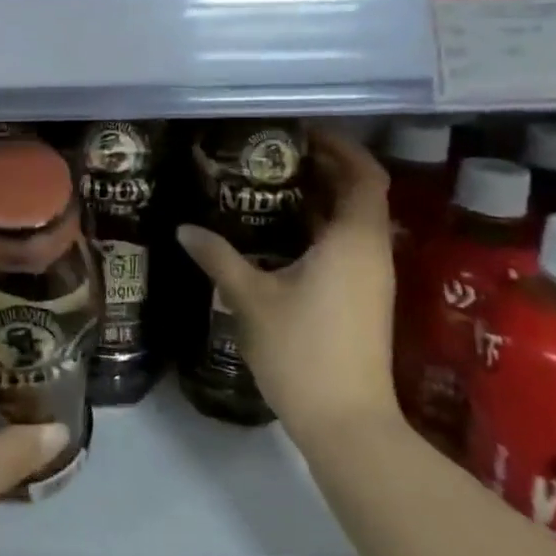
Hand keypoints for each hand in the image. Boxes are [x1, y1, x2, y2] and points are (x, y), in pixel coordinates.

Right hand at [177, 129, 397, 441]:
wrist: (346, 424)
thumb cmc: (301, 350)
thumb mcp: (250, 298)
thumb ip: (219, 257)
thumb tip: (184, 229)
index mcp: (353, 241)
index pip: (363, 175)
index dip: (340, 146)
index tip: (301, 131)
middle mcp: (371, 252)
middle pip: (361, 192)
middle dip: (325, 167)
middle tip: (276, 152)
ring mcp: (371, 278)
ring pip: (354, 220)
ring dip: (322, 197)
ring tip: (273, 184)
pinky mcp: (364, 299)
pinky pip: (347, 244)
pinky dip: (322, 226)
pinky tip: (282, 232)